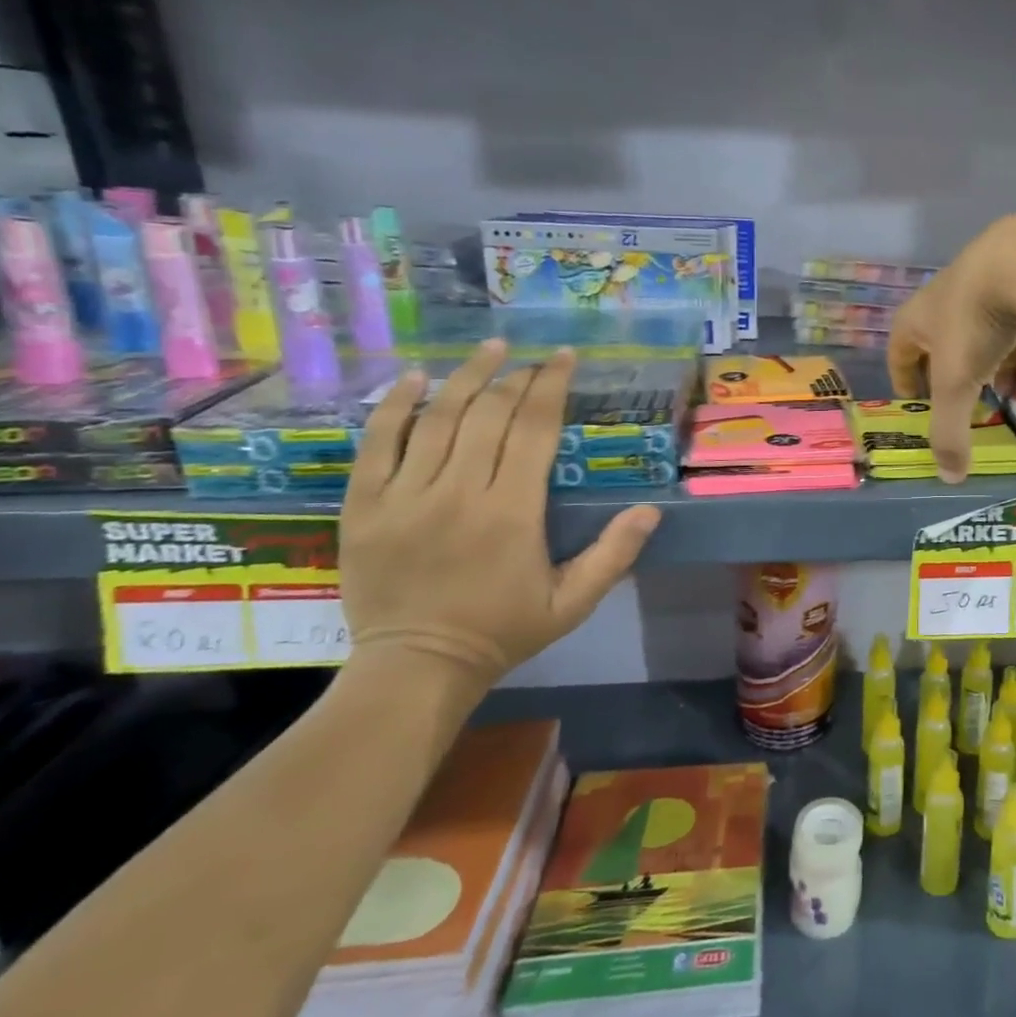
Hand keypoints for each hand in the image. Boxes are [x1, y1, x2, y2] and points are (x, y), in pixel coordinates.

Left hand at [340, 340, 661, 689]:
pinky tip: (414, 379)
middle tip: (534, 359)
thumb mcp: (573, 602)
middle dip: (516, 378)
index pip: (534, 430)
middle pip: (489, 415)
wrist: (417, 666)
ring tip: (489, 350)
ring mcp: (405, 496)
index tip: (563, 358)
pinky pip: (377, 443)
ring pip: (436, 418)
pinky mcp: (364, 506)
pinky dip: (395, 406)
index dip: (551, 387)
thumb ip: (614, 555)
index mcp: (512, 513)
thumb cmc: (504, 631)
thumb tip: (651, 510)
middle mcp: (459, 493)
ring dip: (466, 378)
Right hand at [887, 211, 1015, 481]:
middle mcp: (947, 290)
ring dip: (988, 349)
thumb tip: (948, 477)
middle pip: (940, 334)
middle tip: (965, 393)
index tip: (913, 399)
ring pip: (981, 319)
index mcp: (919, 315)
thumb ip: (951, 431)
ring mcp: (987, 270)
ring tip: (1007, 376)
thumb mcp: (957, 384)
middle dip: (950, 366)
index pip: (899, 348)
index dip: (903, 376)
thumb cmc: (976, 323)